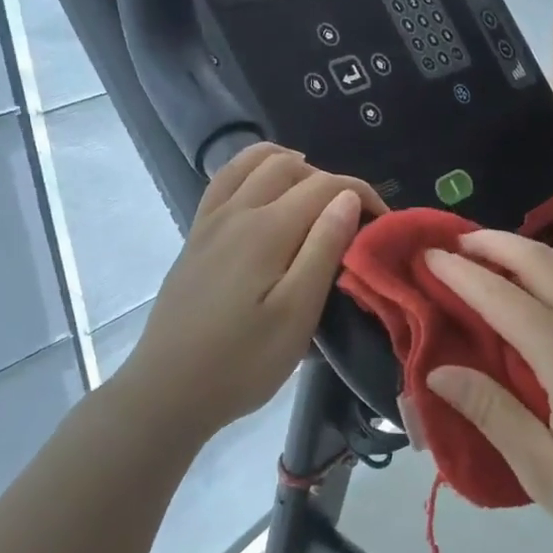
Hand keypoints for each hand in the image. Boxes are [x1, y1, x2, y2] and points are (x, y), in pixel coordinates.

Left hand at [114, 143, 381, 442]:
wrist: (168, 390)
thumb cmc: (243, 362)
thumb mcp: (297, 314)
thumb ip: (323, 249)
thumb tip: (347, 196)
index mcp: (268, 229)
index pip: (325, 186)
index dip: (362, 194)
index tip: (384, 222)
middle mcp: (237, 211)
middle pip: (290, 167)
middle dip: (330, 181)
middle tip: (351, 219)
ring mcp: (210, 221)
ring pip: (252, 163)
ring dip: (290, 166)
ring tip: (314, 192)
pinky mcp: (195, 236)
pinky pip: (224, 180)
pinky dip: (252, 170)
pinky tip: (264, 192)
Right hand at [424, 232, 552, 552]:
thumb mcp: (545, 471)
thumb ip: (491, 413)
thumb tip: (439, 371)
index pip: (500, 296)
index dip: (459, 274)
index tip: (428, 257)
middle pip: (541, 261)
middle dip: (494, 244)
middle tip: (458, 244)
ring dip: (536, 251)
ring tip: (505, 260)